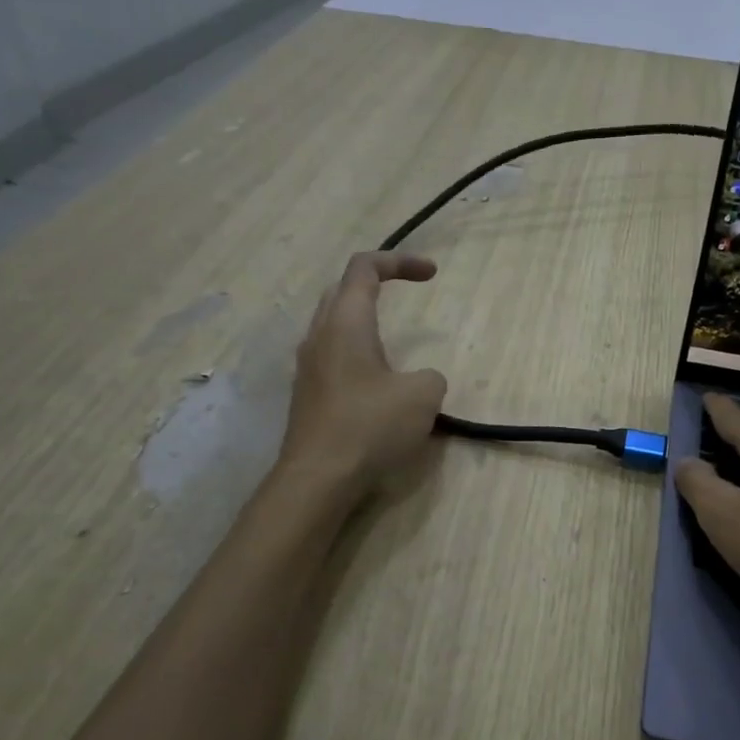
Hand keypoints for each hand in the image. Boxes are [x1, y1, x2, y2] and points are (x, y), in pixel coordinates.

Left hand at [278, 252, 448, 495]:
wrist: (318, 478)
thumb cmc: (370, 426)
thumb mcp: (423, 396)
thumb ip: (430, 377)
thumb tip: (420, 381)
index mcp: (346, 323)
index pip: (364, 268)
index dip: (400, 261)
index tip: (432, 274)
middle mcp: (320, 336)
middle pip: (342, 291)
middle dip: (376, 283)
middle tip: (406, 293)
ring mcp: (308, 367)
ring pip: (333, 324)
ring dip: (363, 320)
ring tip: (393, 340)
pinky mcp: (308, 395)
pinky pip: (332, 356)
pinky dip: (356, 352)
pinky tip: (376, 382)